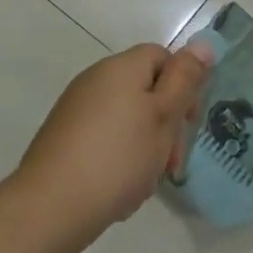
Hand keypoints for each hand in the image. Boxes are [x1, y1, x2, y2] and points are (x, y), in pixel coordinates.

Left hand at [15, 40, 212, 236]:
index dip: (182, 85)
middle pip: (145, 89)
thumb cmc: (118, 157)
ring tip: (145, 181)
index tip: (188, 122)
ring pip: (127, 118)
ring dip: (144, 145)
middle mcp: (95, 80)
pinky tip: (120, 189)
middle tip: (171, 162)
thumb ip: (185, 78)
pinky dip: (118, 158)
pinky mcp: (62, 139)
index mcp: (121, 67)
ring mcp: (75, 110)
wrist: (49, 209)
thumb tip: (203, 43)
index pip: (163, 56)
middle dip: (165, 123)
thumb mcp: (164, 115)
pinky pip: (104, 139)